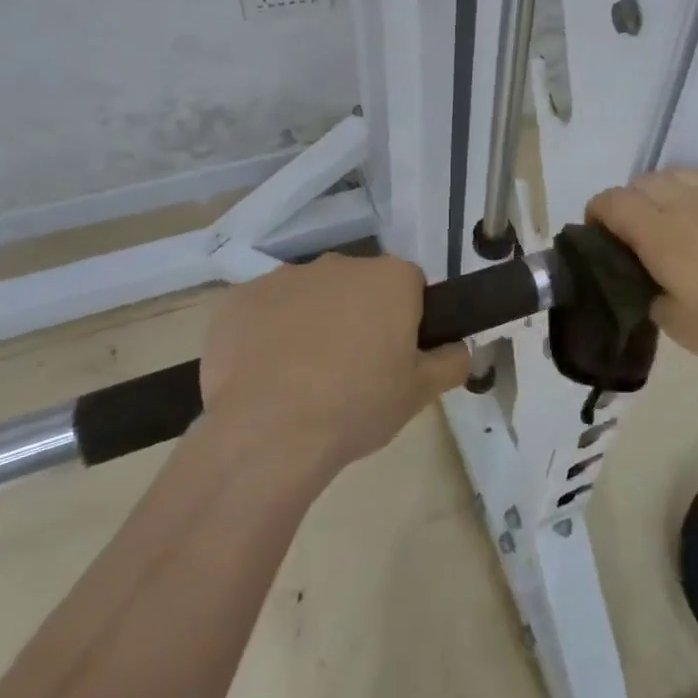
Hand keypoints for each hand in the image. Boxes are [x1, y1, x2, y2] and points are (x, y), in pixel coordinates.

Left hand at [197, 253, 469, 472]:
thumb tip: (459, 348)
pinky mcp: (238, 299)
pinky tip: (263, 376)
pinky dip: (267, 334)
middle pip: (358, 286)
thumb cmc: (357, 406)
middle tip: (352, 369)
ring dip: (311, 323)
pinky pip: (263, 311)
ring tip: (302, 378)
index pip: (410, 286)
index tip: (396, 354)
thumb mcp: (421, 393)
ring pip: (309, 297)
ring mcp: (284, 277)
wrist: (267, 433)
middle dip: (358, 316)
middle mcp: (339, 264)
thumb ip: (451, 362)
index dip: (406, 319)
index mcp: (390, 278)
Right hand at [586, 168, 697, 372]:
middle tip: (635, 237)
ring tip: (673, 218)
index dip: (596, 214)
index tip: (599, 238)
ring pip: (679, 173)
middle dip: (628, 204)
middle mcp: (687, 202)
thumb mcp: (681, 328)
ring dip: (663, 191)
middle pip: (642, 183)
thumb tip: (645, 283)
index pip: (612, 202)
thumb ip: (650, 299)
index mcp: (660, 234)